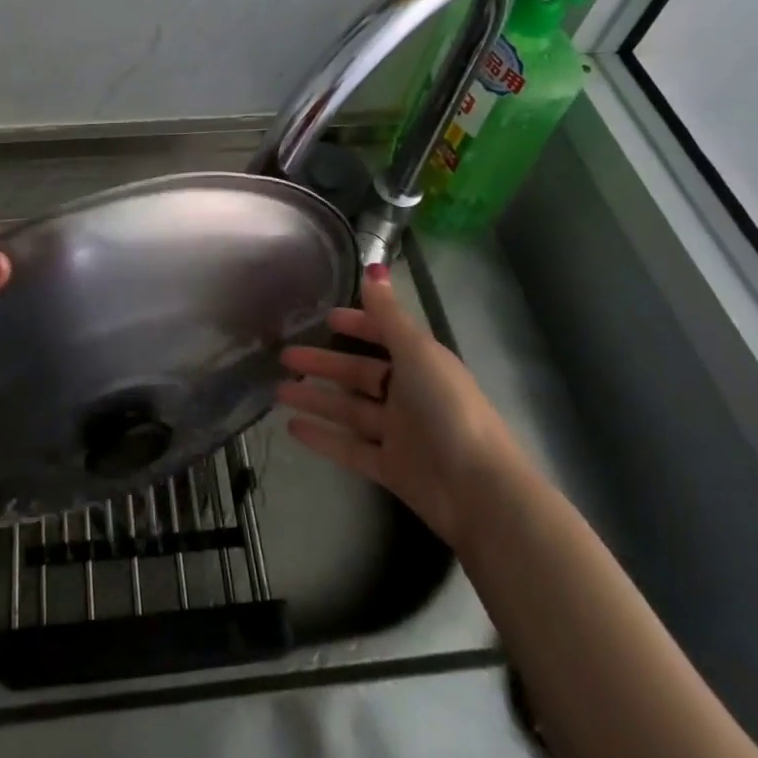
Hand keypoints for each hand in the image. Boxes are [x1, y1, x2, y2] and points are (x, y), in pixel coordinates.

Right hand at [277, 263, 509, 551]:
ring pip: (349, 410)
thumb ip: (388, 314)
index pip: (385, 337)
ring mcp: (399, 434)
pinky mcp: (390, 469)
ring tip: (279, 390)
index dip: (358, 325)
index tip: (326, 318)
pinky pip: (349, 448)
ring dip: (316, 399)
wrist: (477, 490)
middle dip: (324, 363)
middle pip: (360, 374)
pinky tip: (292, 428)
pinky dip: (322, 438)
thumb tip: (374, 268)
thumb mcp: (416, 351)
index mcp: (421, 363)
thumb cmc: (447, 408)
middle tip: (286, 356)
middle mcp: (409, 395)